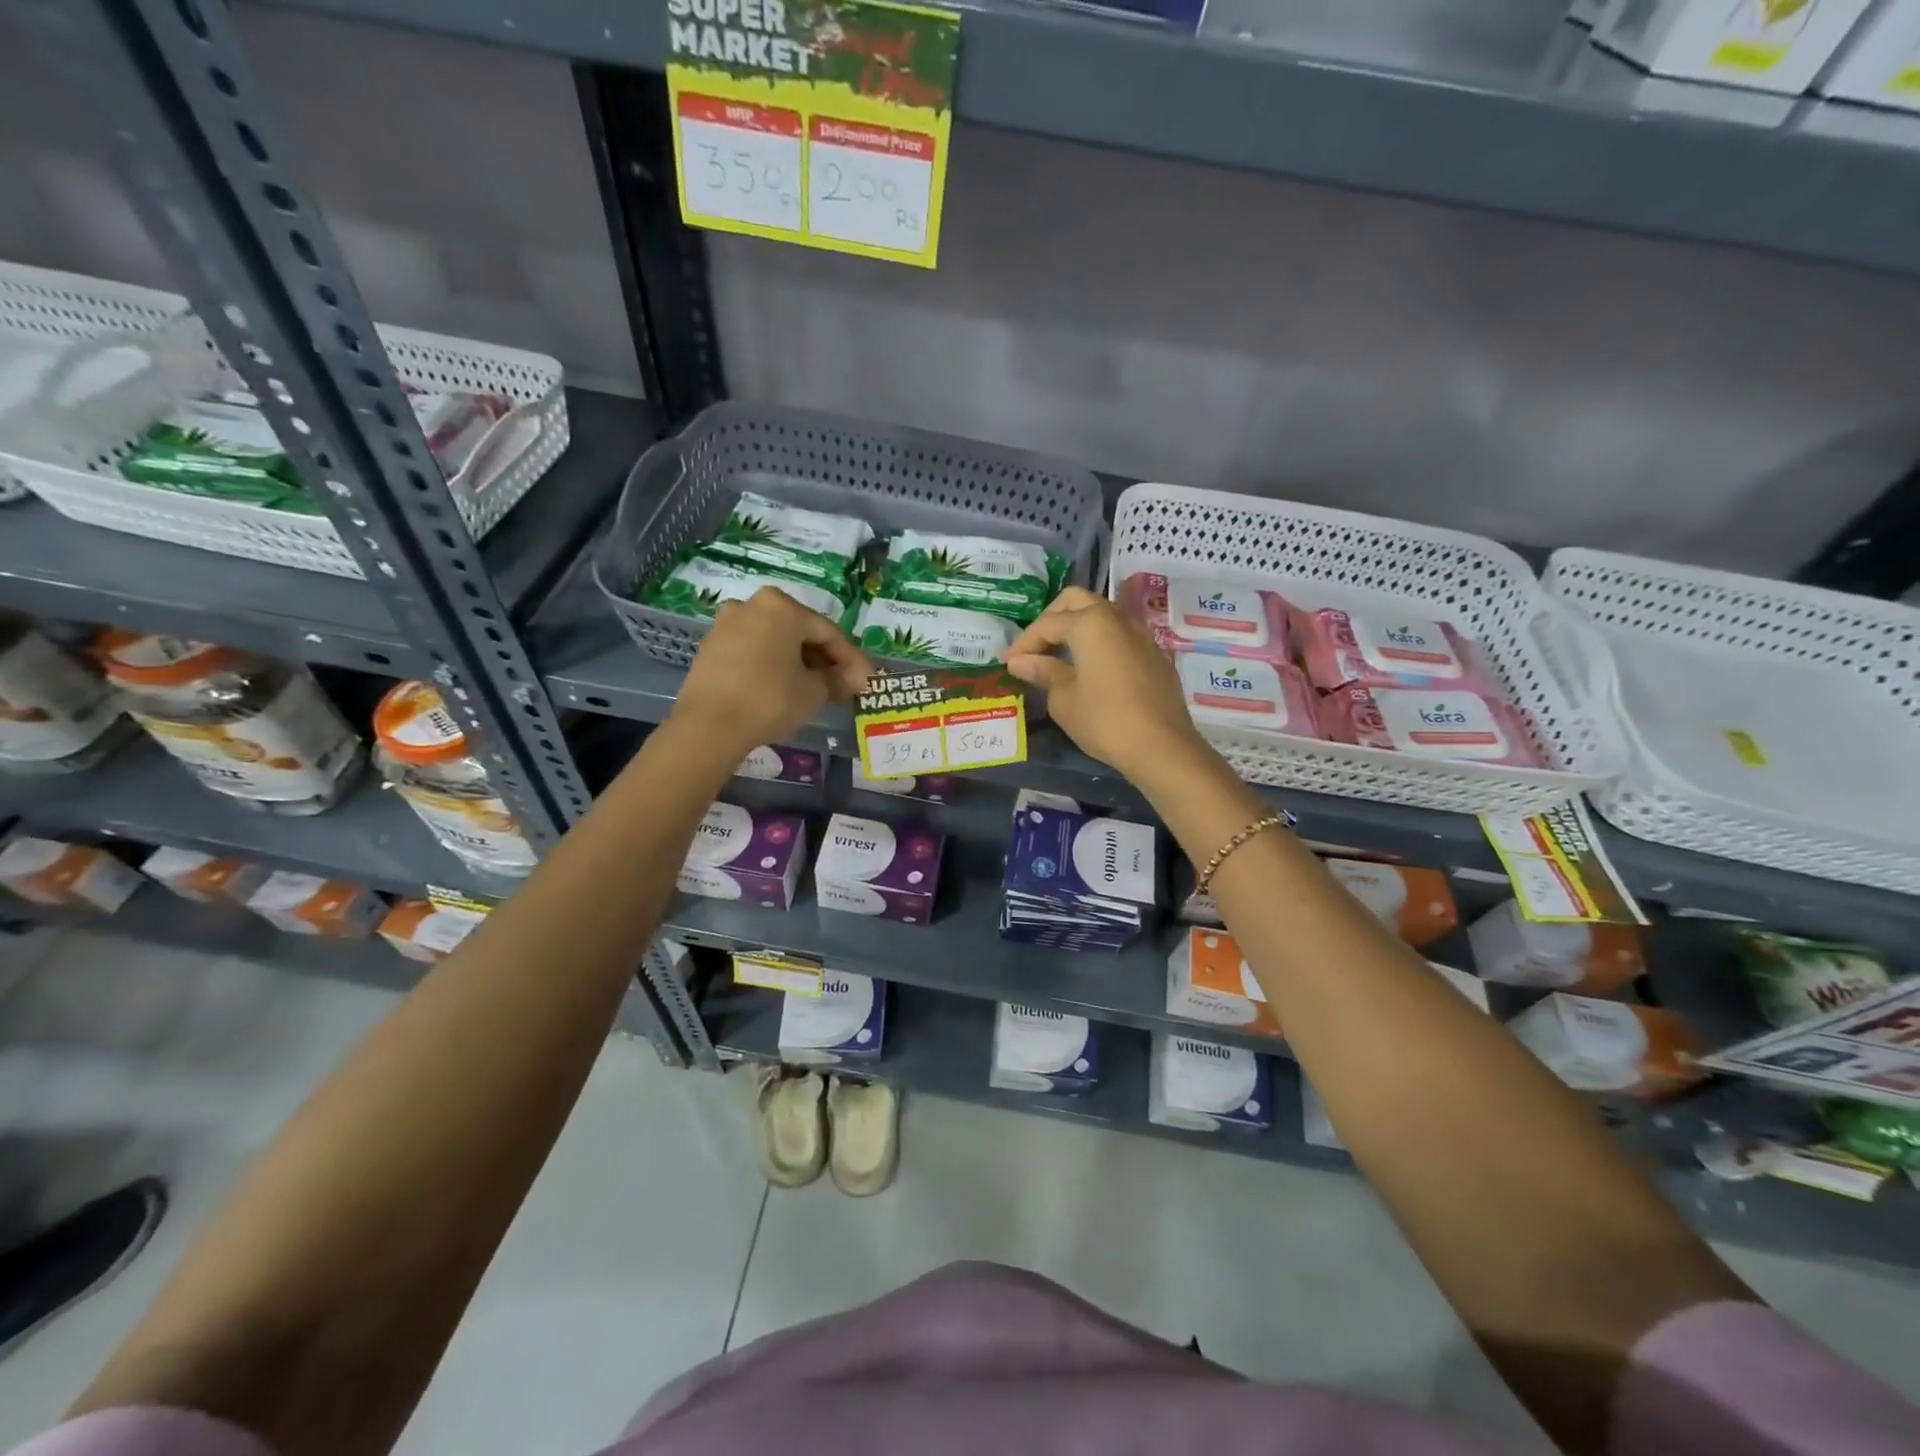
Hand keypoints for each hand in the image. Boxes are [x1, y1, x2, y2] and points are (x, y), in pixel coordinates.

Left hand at [674, 588, 871, 756]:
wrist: (709, 725)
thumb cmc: (770, 699)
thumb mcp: (813, 691)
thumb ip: (838, 679)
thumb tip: (856, 677)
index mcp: (783, 607)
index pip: (828, 632)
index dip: (851, 658)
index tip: (866, 679)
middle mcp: (754, 604)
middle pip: (800, 632)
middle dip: (824, 658)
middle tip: (842, 684)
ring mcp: (728, 623)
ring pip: (776, 640)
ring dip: (798, 661)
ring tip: (815, 687)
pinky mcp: (712, 645)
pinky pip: (754, 649)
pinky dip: (773, 664)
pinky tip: (784, 686)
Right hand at [1003, 586, 1207, 781]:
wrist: (1161, 747)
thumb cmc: (1104, 720)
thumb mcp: (1063, 699)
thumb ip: (1043, 672)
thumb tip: (1021, 661)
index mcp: (1090, 623)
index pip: (1047, 624)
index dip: (1024, 642)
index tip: (1008, 663)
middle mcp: (1117, 618)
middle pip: (1076, 602)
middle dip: (1051, 620)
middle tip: (1035, 649)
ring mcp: (1141, 634)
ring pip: (1101, 616)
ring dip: (1077, 629)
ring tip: (1059, 659)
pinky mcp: (1154, 655)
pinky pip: (1119, 636)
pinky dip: (1098, 644)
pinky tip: (1089, 671)